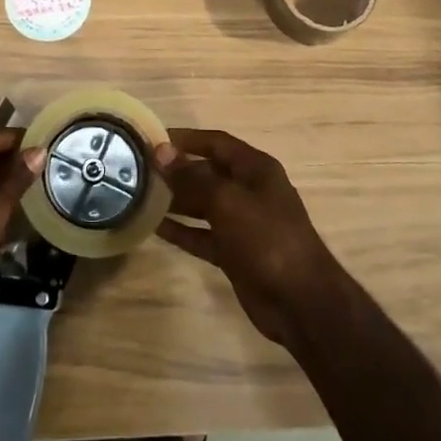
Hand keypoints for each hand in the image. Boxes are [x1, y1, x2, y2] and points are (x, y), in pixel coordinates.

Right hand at [154, 128, 348, 345]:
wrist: (300, 301)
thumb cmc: (267, 238)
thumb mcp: (227, 201)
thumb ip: (192, 177)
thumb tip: (160, 152)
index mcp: (255, 168)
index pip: (216, 142)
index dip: (185, 139)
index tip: (152, 139)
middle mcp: (249, 190)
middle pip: (207, 172)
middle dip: (176, 170)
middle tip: (139, 170)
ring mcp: (242, 223)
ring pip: (203, 204)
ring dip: (176, 199)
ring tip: (141, 195)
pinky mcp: (234, 252)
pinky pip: (202, 234)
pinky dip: (182, 230)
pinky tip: (155, 227)